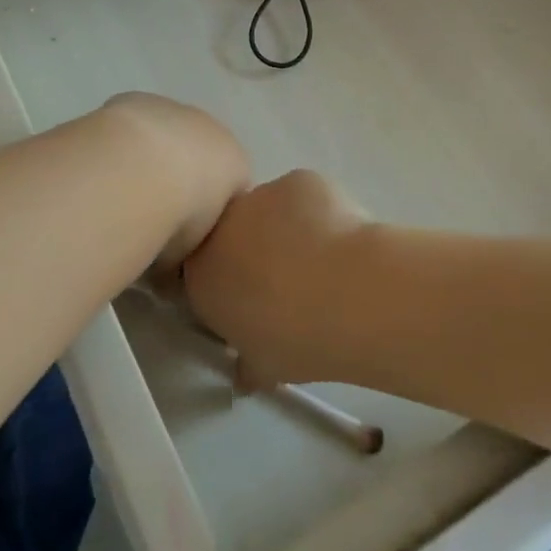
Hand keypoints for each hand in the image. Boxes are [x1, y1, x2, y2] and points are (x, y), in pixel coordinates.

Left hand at [95, 93, 249, 276]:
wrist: (145, 167)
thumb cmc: (181, 214)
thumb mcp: (192, 251)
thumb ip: (187, 256)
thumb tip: (168, 275)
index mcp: (236, 162)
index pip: (230, 186)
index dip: (206, 213)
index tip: (181, 238)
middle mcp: (210, 129)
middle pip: (196, 156)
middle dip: (177, 181)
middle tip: (149, 216)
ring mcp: (172, 110)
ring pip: (163, 139)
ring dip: (147, 161)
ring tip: (120, 193)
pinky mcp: (136, 100)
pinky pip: (132, 128)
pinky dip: (121, 146)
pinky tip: (102, 171)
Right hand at [183, 169, 368, 386]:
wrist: (349, 293)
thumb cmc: (297, 339)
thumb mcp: (264, 367)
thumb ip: (246, 363)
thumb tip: (244, 371)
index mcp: (202, 274)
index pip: (201, 274)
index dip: (227, 285)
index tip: (250, 301)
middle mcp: (221, 227)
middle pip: (232, 234)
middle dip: (253, 251)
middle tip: (287, 280)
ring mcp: (260, 195)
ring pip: (268, 210)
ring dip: (285, 229)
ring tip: (322, 260)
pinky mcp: (297, 179)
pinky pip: (301, 196)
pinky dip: (316, 211)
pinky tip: (339, 238)